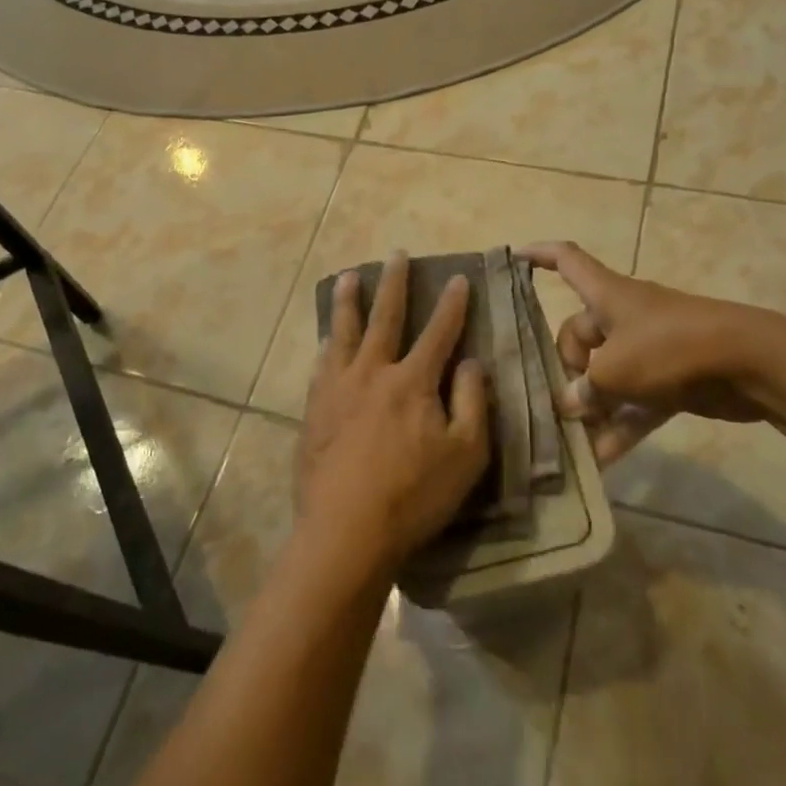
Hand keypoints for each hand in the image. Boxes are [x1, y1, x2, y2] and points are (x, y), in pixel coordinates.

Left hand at [296, 252, 490, 575]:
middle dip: (394, 284)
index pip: (438, 333)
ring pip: (343, 333)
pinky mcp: (313, 410)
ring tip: (348, 278)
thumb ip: (471, 403)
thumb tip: (471, 362)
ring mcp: (337, 389)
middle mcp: (372, 373)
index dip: (451, 305)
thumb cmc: (414, 496)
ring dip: (348, 302)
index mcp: (412, 382)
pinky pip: (320, 366)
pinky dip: (326, 346)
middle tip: (396, 255)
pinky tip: (324, 340)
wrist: (346, 530)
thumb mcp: (465, 455)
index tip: (458, 277)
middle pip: (384, 318)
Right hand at [520, 241, 764, 464]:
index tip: (514, 257)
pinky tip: (601, 461)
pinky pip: (634, 402)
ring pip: (607, 374)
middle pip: (579, 334)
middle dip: (568, 367)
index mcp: (607, 296)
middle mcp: (624, 317)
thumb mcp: (615, 370)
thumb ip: (585, 389)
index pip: (567, 261)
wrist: (749, 363)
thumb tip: (571, 404)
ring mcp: (649, 348)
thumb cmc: (670, 348)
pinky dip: (620, 426)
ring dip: (592, 405)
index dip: (539, 256)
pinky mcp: (670, 379)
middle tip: (566, 400)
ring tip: (573, 439)